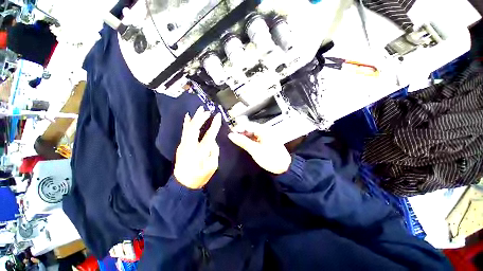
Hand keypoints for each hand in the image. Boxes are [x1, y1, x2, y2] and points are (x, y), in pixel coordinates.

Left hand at [174, 107, 221, 188]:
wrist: (183, 184)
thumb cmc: (200, 176)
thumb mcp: (212, 166)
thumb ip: (214, 152)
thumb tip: (213, 142)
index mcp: (200, 152)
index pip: (209, 135)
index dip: (214, 125)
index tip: (217, 116)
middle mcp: (190, 146)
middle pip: (195, 128)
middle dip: (201, 118)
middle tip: (207, 110)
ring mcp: (183, 145)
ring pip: (188, 128)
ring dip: (194, 118)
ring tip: (199, 109)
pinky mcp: (181, 146)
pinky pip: (184, 131)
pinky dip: (186, 123)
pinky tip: (188, 117)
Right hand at [228, 122, 290, 173]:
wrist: (284, 168)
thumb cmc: (270, 159)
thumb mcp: (255, 150)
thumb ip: (243, 142)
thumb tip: (231, 135)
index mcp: (264, 130)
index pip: (248, 125)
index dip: (239, 129)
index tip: (231, 134)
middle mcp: (265, 131)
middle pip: (250, 128)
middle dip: (241, 133)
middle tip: (233, 138)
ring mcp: (266, 136)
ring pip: (252, 133)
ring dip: (245, 137)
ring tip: (237, 141)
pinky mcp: (266, 142)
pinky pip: (256, 138)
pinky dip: (250, 140)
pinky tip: (245, 144)